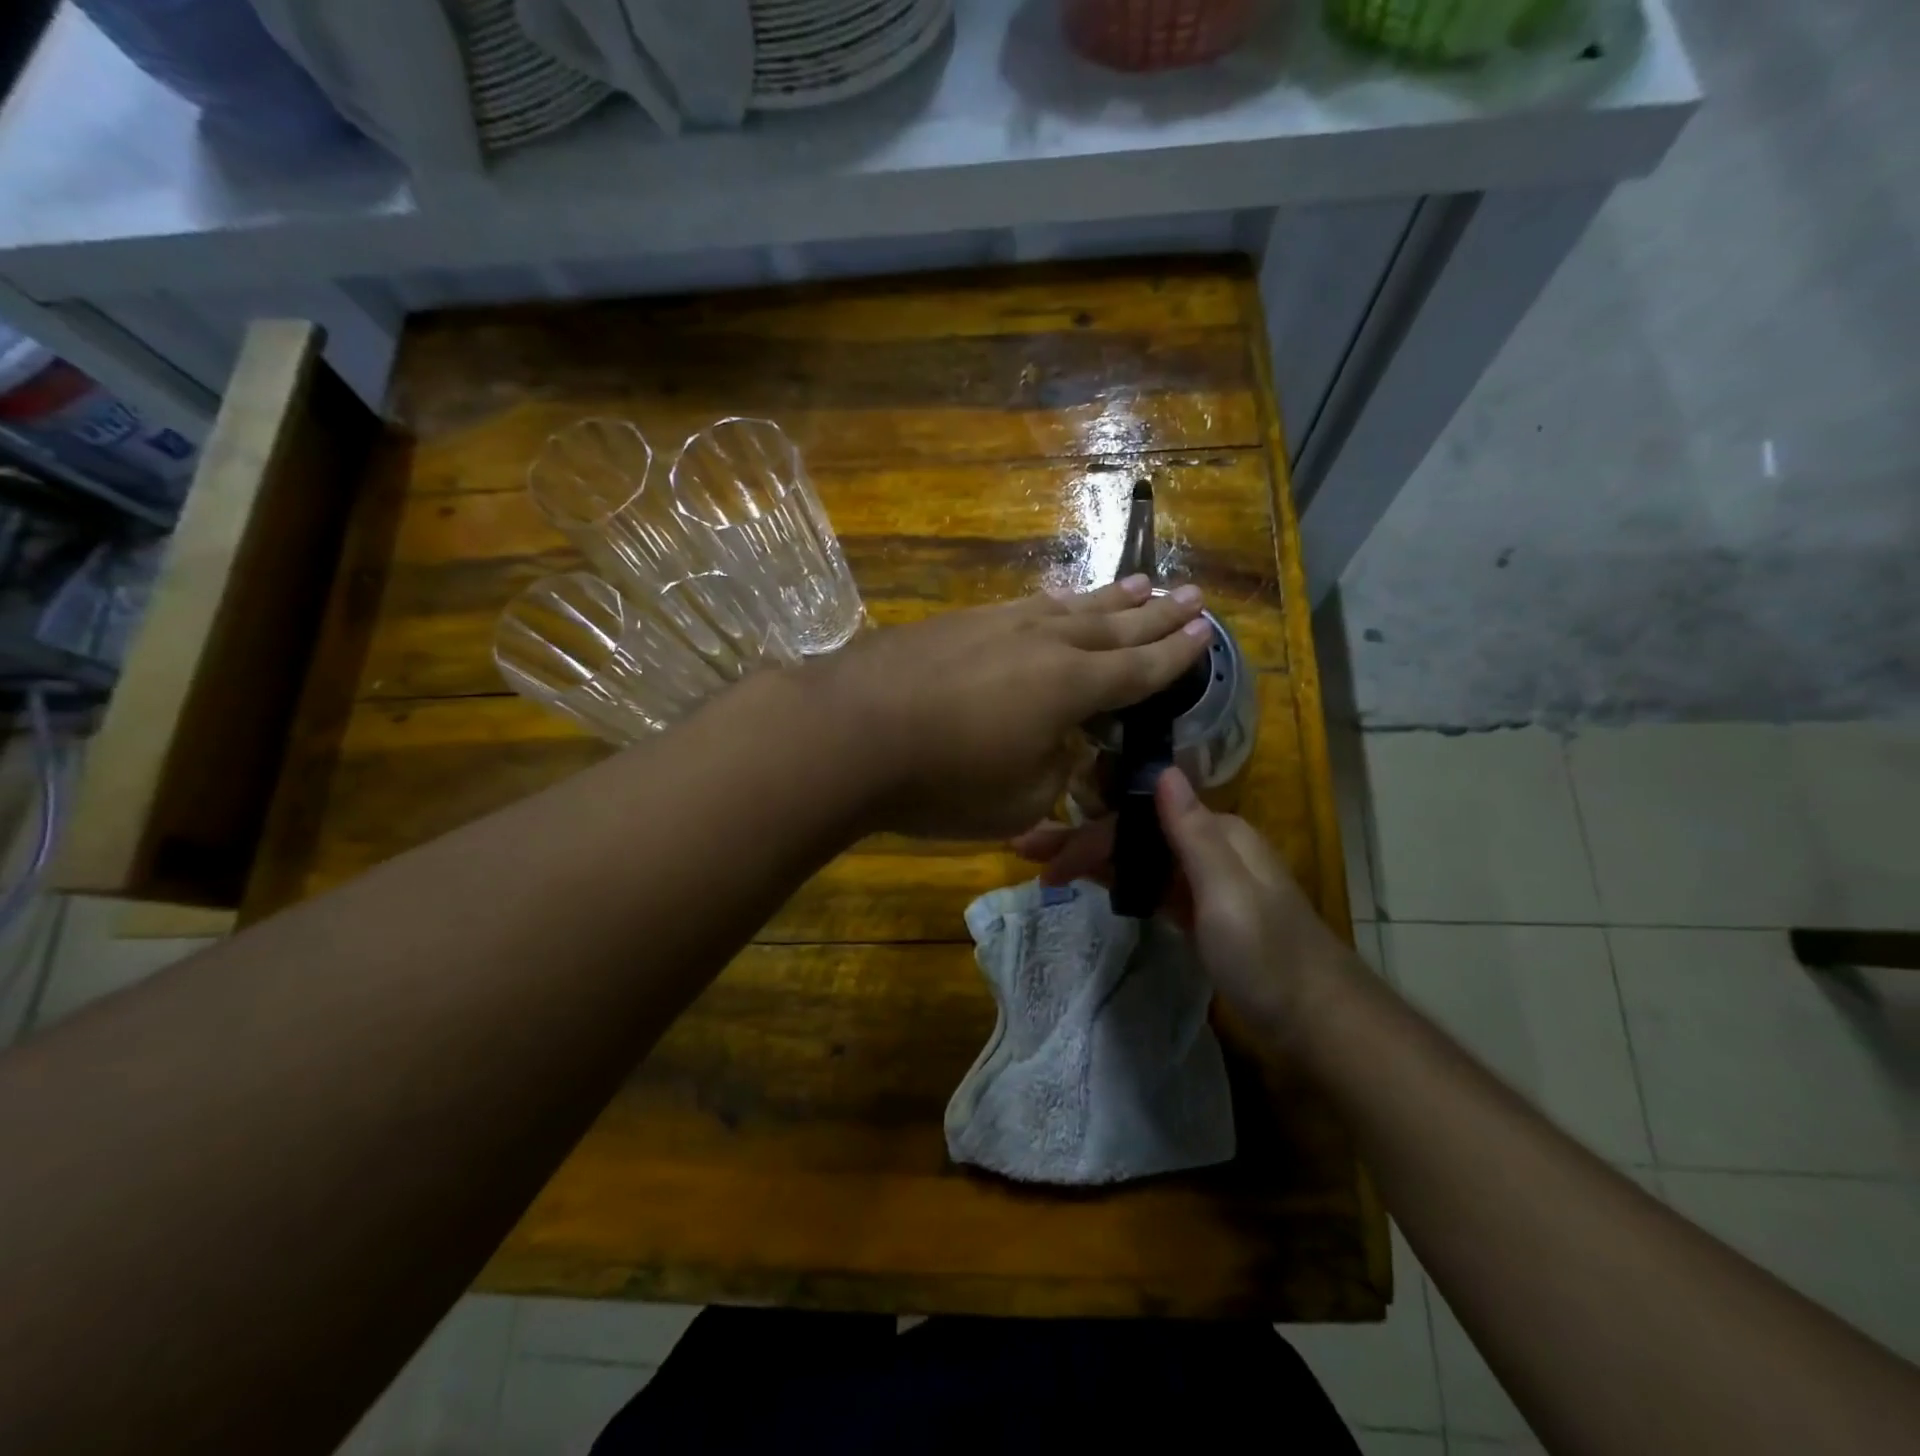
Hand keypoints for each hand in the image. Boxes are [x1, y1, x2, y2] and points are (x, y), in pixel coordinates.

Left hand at [811, 576, 1211, 837]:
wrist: (847, 732)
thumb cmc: (941, 780)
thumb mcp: (1018, 800)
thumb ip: (1054, 770)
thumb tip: (1061, 743)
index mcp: (1070, 686)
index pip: (1138, 669)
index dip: (1175, 655)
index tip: (1205, 633)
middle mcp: (1043, 642)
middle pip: (1112, 627)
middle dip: (1155, 616)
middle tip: (1190, 596)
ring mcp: (997, 624)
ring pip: (1068, 607)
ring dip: (1108, 599)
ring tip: (1139, 585)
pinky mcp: (957, 622)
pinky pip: (1024, 606)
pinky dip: (1053, 603)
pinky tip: (1056, 600)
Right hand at [1014, 769, 1350, 1042]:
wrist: (1316, 1020)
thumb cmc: (1269, 957)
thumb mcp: (1228, 894)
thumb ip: (1193, 833)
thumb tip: (1162, 769)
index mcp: (1217, 832)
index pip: (1135, 821)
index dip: (1088, 836)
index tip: (1044, 858)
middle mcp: (1208, 845)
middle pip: (1133, 834)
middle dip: (1080, 841)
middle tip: (1025, 851)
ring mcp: (1204, 879)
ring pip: (1138, 858)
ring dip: (1093, 858)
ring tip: (1045, 866)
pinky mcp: (1200, 909)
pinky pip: (1150, 883)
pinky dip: (1119, 880)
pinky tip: (1092, 881)